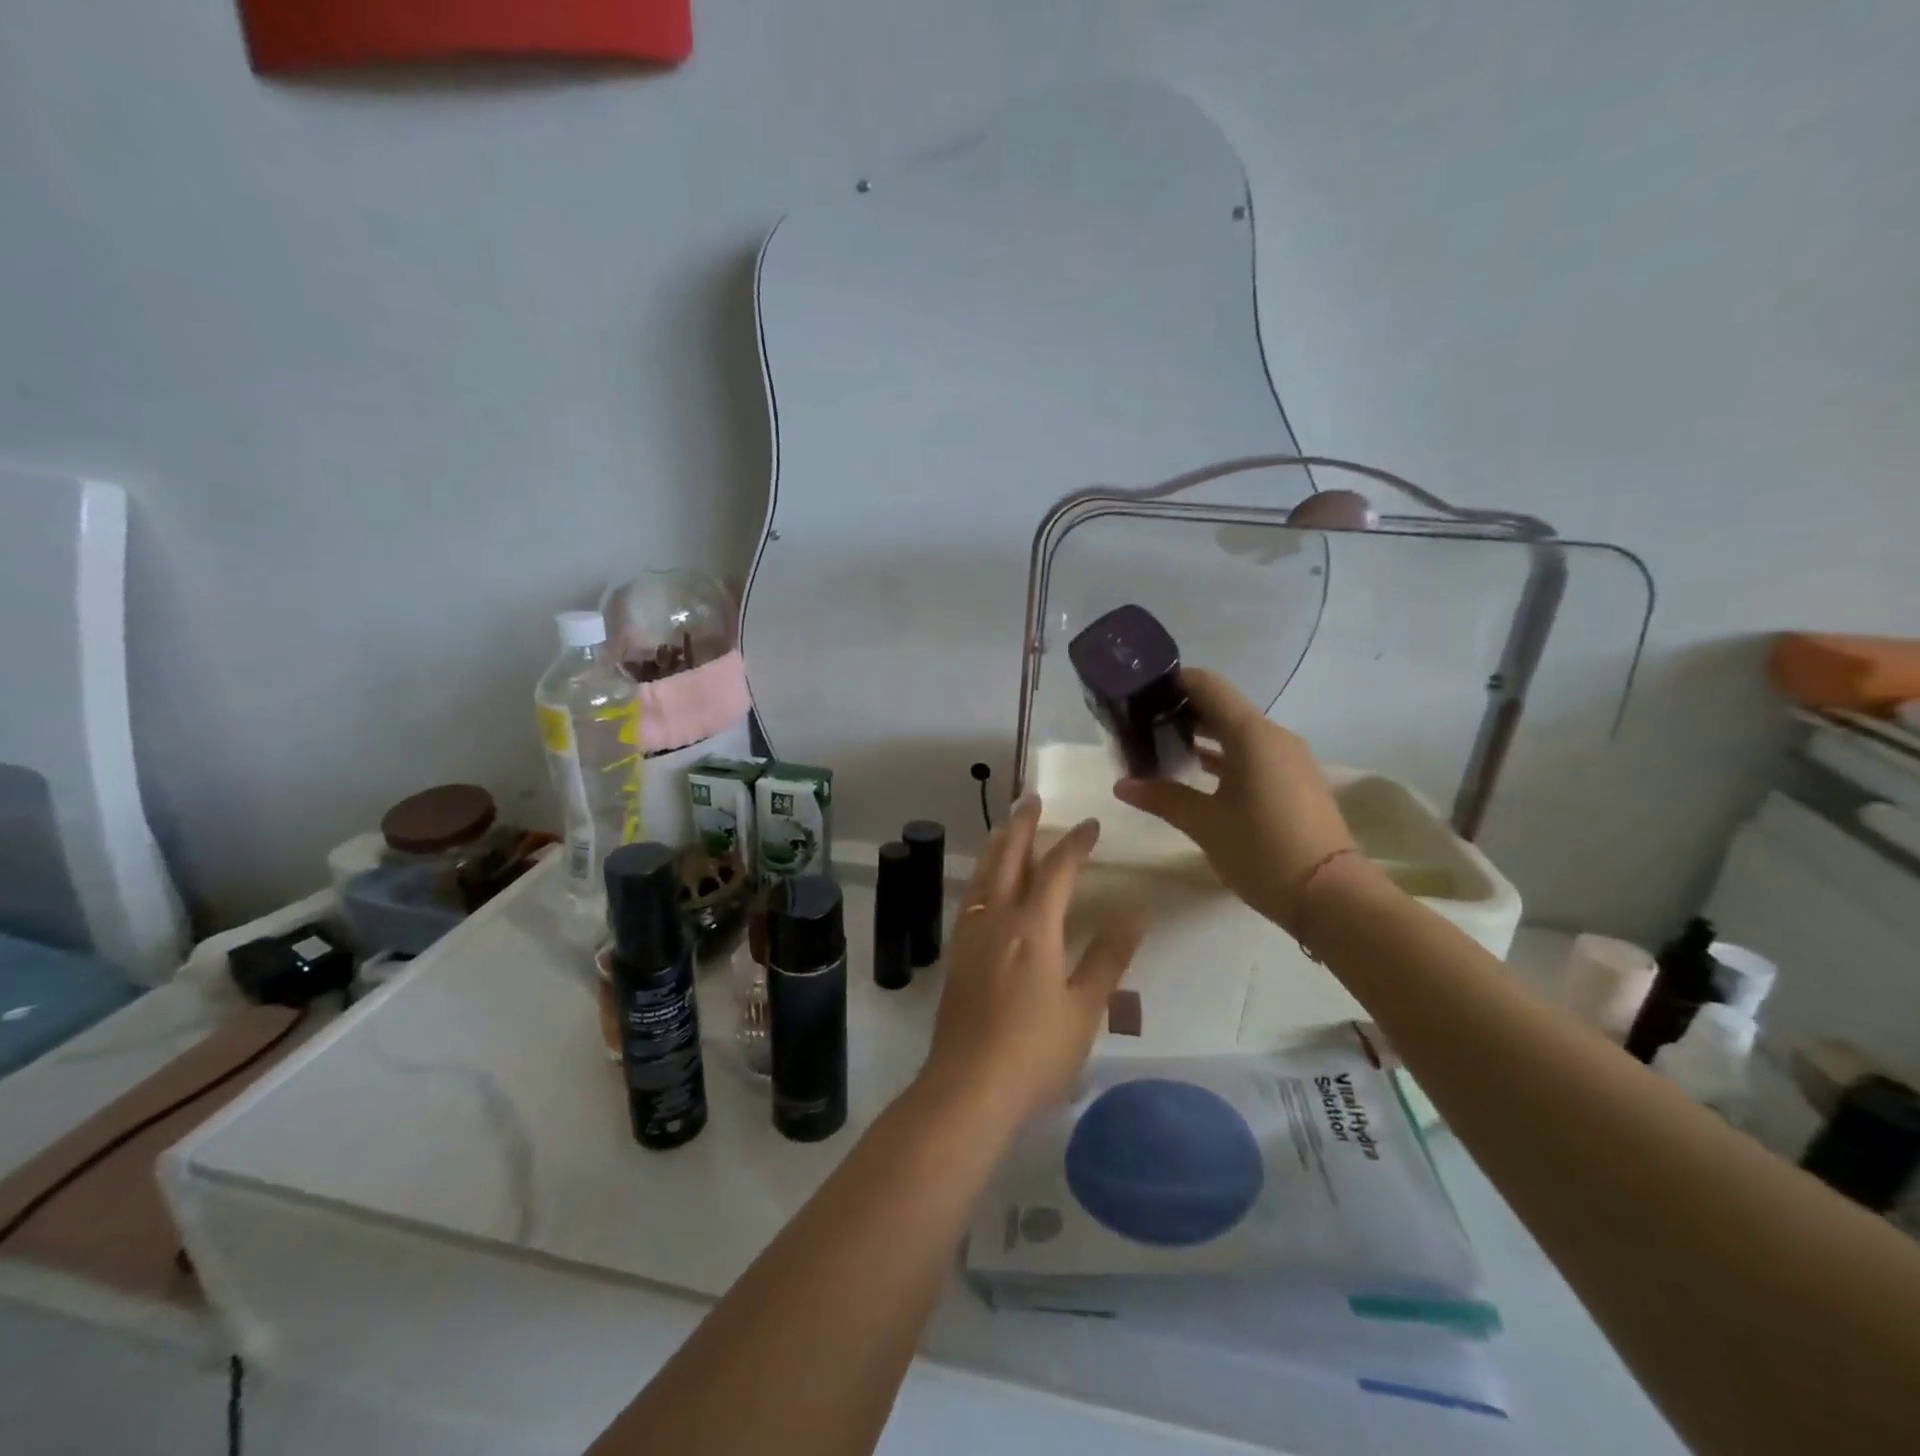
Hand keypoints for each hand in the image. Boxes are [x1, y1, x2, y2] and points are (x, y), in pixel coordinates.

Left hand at [918, 799, 1144, 1130]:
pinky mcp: (956, 954)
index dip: (1075, 843)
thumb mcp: (1085, 1008)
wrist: (968, 1086)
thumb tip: (1134, 910)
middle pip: (1009, 858)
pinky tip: (983, 884)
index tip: (1091, 825)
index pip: (1057, 870)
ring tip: (1004, 826)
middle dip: (1023, 826)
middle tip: (1031, 799)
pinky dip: (981, 876)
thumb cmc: (1036, 1051)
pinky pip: (970, 898)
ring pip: (983, 875)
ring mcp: (971, 935)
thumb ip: (1108, 956)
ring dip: (996, 845)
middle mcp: (997, 919)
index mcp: (1033, 927)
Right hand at [1114, 667, 1356, 933]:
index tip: (1139, 693)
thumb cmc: (1262, 851)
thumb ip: (1162, 797)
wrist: (1330, 896)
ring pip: (1237, 732)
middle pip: (1221, 707)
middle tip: (1140, 725)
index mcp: (1251, 735)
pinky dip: (1223, 757)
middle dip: (1181, 711)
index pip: (1207, 685)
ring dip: (1202, 736)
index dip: (1172, 682)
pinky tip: (1196, 774)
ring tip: (1161, 748)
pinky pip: (1252, 754)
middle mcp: (1273, 736)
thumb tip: (1122, 784)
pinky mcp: (1294, 781)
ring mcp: (1288, 759)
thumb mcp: (1205, 824)